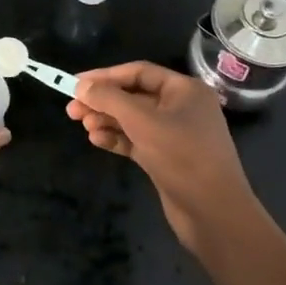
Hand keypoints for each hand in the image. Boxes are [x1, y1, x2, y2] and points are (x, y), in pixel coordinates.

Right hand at [67, 61, 254, 249]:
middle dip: (103, 102)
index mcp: (184, 90)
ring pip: (133, 120)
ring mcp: (175, 134)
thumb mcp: (142, 121)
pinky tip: (96, 140)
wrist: (213, 212)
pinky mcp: (166, 158)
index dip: (105, 76)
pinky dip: (116, 139)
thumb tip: (81, 86)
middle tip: (72, 110)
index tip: (76, 84)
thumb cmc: (182, 156)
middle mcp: (181, 107)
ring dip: (107, 120)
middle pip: (134, 96)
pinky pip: (136, 140)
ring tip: (83, 126)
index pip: (138, 72)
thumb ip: (109, 99)